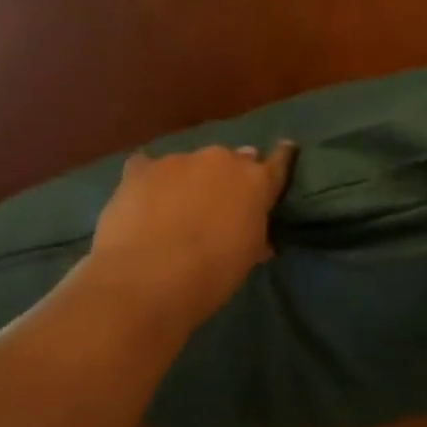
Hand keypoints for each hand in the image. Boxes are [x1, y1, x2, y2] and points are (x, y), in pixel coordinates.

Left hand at [85, 143, 294, 330]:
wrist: (149, 277)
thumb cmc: (212, 275)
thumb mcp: (246, 257)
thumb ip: (253, 234)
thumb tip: (253, 232)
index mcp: (255, 181)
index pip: (278, 162)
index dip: (281, 157)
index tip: (286, 149)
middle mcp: (220, 160)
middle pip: (230, 160)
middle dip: (227, 176)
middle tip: (220, 200)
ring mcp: (178, 160)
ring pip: (188, 164)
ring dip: (187, 180)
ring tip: (175, 207)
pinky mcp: (140, 169)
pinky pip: (148, 168)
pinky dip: (149, 180)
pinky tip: (142, 196)